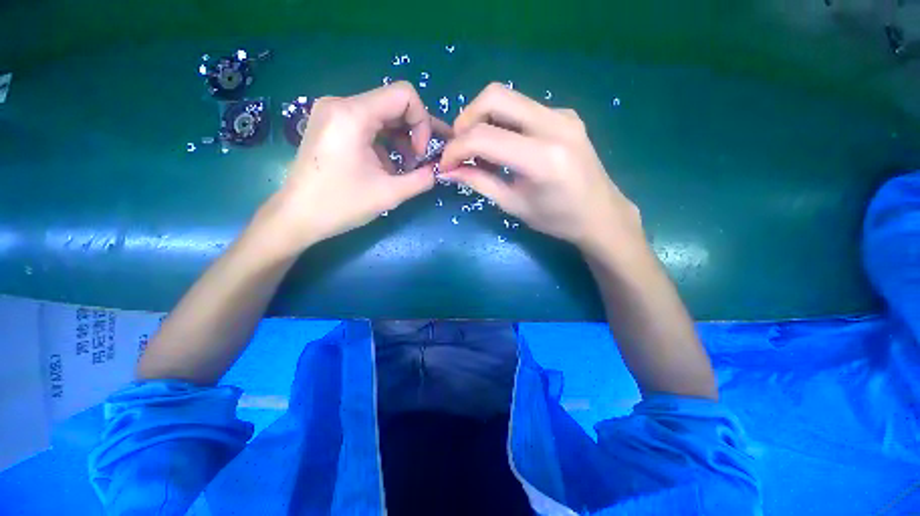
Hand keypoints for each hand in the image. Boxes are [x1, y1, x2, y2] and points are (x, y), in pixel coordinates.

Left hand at [251, 81, 449, 259]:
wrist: (297, 217)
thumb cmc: (340, 205)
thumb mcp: (389, 194)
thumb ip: (422, 179)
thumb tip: (438, 171)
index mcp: (353, 114)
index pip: (404, 95)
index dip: (423, 122)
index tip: (421, 154)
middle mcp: (341, 104)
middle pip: (393, 105)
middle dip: (415, 132)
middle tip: (424, 160)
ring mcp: (333, 113)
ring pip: (382, 116)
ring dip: (401, 140)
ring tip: (407, 168)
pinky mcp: (330, 126)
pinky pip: (368, 125)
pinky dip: (385, 143)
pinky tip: (387, 167)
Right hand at [439, 83, 641, 256]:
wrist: (601, 214)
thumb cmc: (557, 219)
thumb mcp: (513, 205)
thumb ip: (479, 183)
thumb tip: (448, 170)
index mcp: (543, 158)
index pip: (484, 137)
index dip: (456, 148)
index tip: (445, 164)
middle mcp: (555, 125)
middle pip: (495, 97)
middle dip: (466, 120)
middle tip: (460, 148)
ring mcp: (563, 115)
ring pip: (508, 98)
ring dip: (484, 119)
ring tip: (480, 150)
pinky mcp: (566, 115)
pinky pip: (524, 108)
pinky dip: (504, 122)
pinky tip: (505, 146)